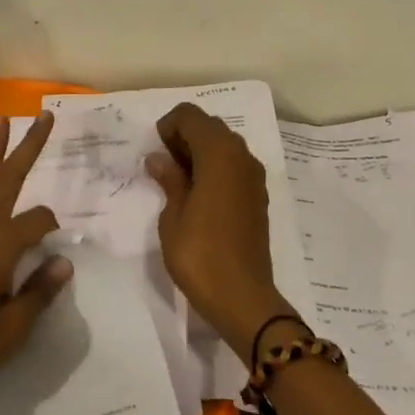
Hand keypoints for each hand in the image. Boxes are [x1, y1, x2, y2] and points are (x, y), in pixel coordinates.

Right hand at [145, 103, 295, 361]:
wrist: (242, 298)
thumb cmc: (200, 254)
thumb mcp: (173, 216)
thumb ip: (169, 180)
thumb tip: (159, 158)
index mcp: (219, 154)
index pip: (191, 116)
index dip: (169, 126)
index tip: (156, 152)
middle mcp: (241, 156)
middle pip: (210, 127)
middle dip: (184, 136)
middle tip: (163, 165)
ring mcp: (254, 176)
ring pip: (224, 145)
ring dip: (200, 152)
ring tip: (178, 181)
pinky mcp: (258, 196)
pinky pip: (234, 166)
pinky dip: (215, 168)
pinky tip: (199, 195)